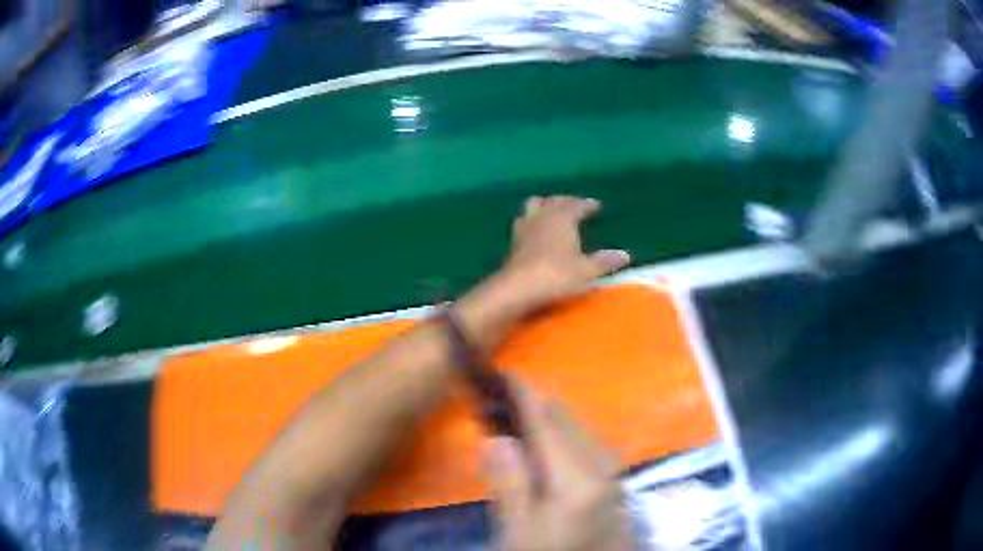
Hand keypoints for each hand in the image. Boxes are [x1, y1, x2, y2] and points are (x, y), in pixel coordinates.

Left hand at [453, 196, 629, 351]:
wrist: (517, 289)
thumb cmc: (556, 275)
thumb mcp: (586, 271)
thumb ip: (604, 262)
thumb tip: (625, 255)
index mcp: (561, 218)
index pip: (576, 205)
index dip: (586, 204)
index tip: (595, 206)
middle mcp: (542, 217)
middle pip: (552, 201)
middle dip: (565, 201)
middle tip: (575, 205)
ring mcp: (524, 228)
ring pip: (533, 206)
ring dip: (543, 206)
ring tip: (551, 212)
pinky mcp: (513, 243)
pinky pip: (523, 222)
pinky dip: (532, 221)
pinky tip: (535, 232)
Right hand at [480, 377, 630, 550]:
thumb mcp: (519, 533)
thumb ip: (510, 484)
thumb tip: (496, 437)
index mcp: (578, 477)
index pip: (545, 421)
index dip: (521, 395)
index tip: (500, 374)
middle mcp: (602, 464)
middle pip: (564, 418)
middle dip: (531, 405)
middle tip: (497, 406)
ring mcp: (613, 471)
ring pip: (576, 428)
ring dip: (546, 420)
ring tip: (514, 425)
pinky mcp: (614, 480)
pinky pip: (585, 443)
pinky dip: (561, 436)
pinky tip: (545, 451)